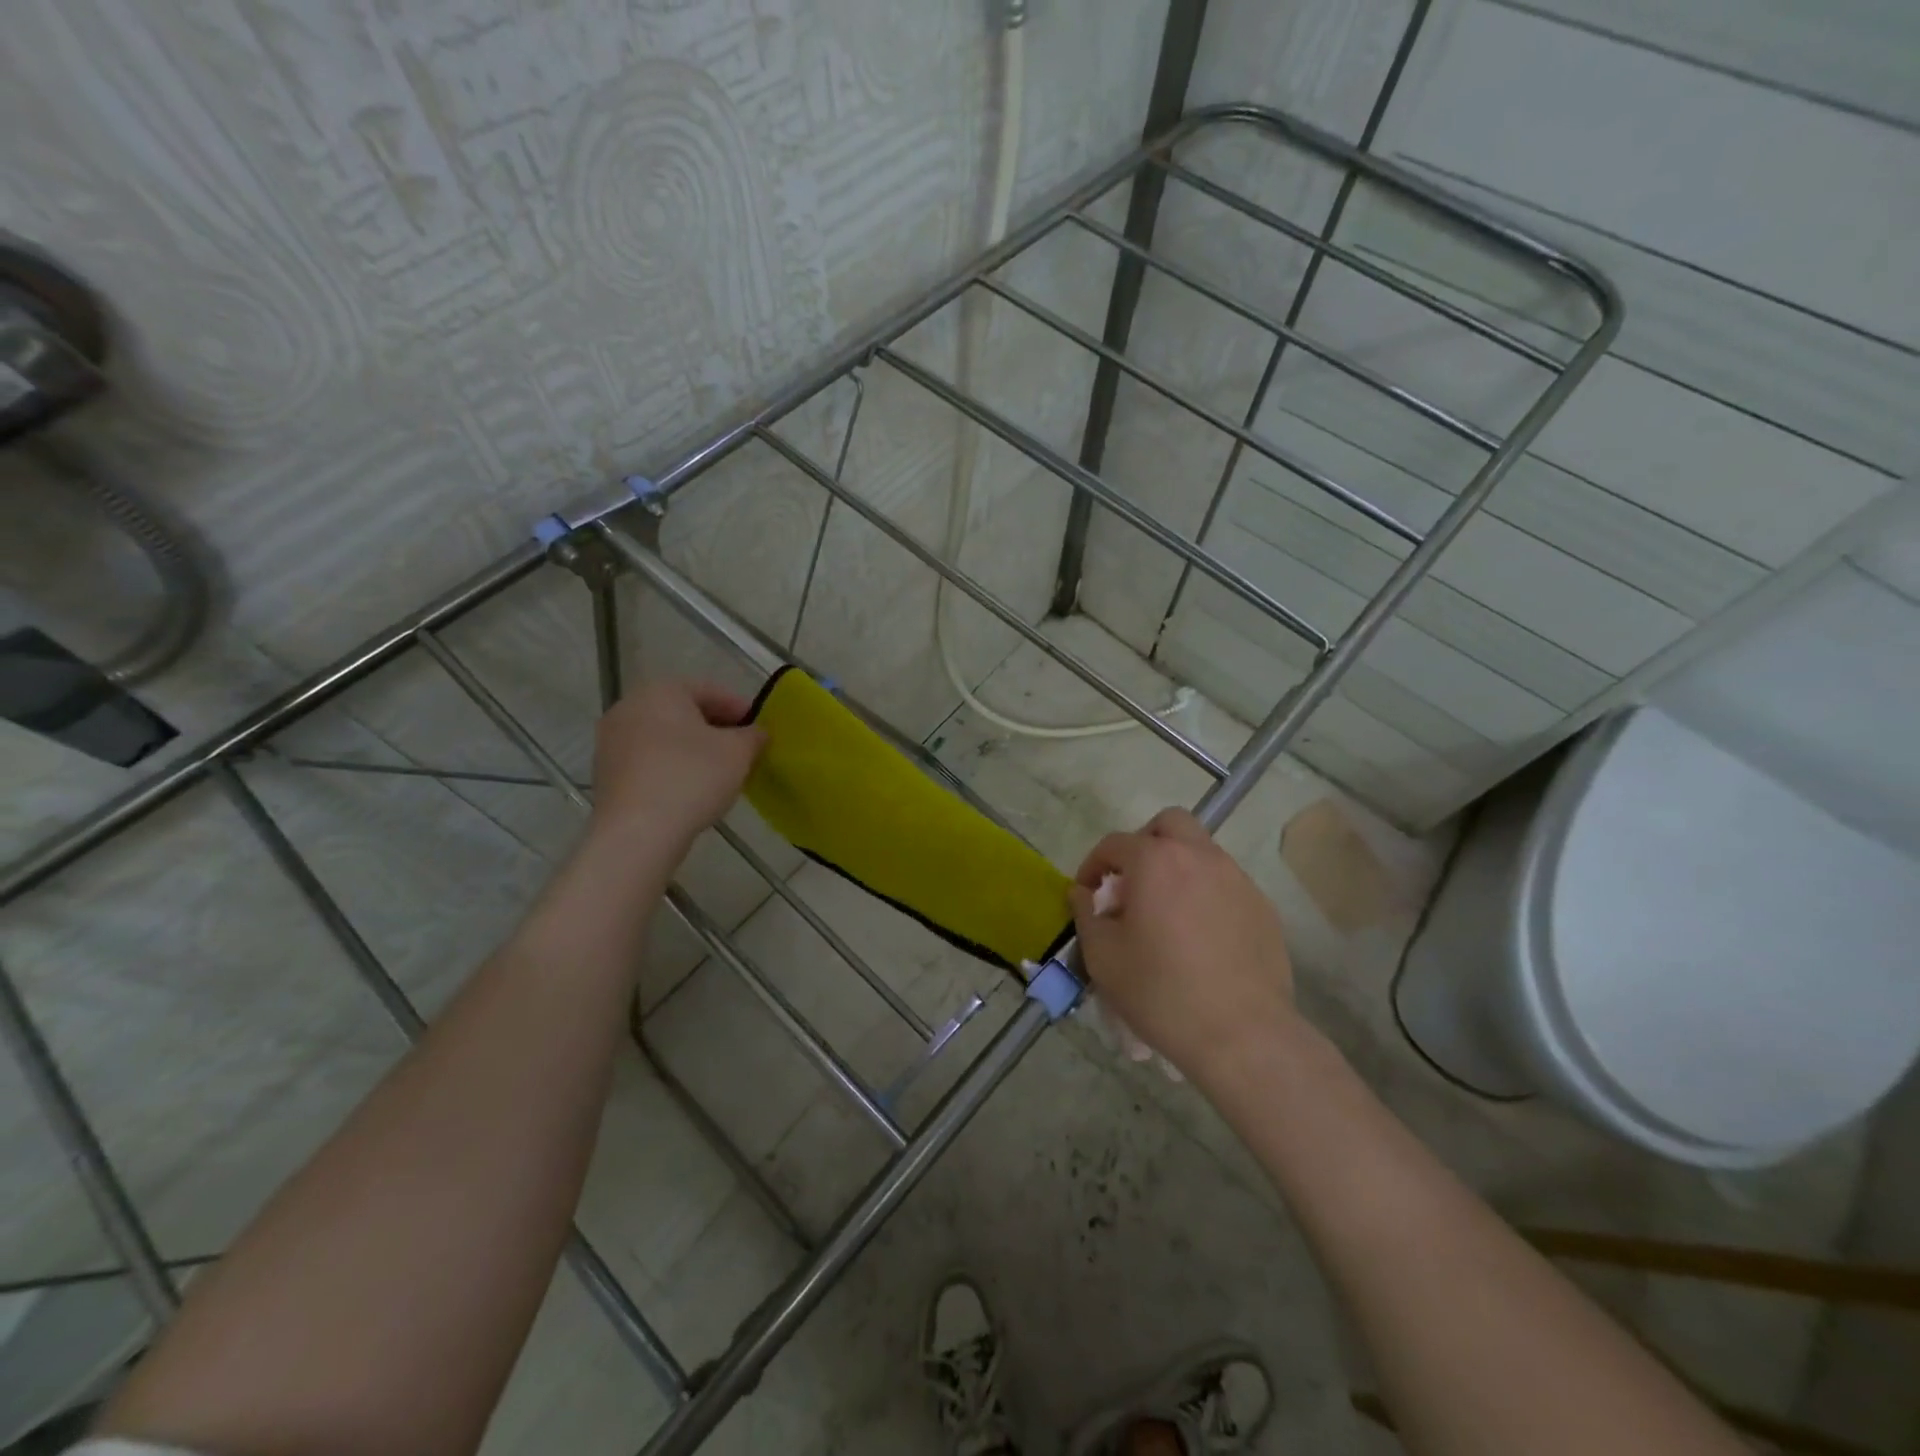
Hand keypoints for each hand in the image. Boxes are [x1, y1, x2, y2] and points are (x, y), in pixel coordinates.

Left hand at [590, 680, 765, 850]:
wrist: (637, 832)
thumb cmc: (692, 777)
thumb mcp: (738, 753)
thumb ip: (753, 736)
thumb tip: (757, 733)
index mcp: (661, 691)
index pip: (709, 690)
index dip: (740, 708)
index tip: (760, 730)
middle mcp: (629, 707)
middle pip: (684, 712)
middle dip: (716, 729)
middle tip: (743, 751)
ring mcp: (611, 741)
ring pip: (664, 738)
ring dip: (693, 750)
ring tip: (720, 773)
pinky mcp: (605, 774)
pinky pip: (649, 761)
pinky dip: (672, 768)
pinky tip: (691, 790)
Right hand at [1070, 807, 1297, 1086]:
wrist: (1241, 1034)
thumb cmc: (1161, 991)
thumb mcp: (1102, 956)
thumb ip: (1085, 914)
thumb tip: (1082, 893)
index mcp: (1156, 861)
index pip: (1114, 843)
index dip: (1093, 865)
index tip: (1086, 894)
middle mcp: (1199, 856)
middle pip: (1168, 824)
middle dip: (1144, 844)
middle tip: (1132, 883)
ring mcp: (1237, 879)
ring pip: (1201, 852)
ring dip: (1176, 868)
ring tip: (1165, 913)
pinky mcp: (1262, 907)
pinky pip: (1225, 884)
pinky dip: (1205, 894)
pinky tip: (1199, 936)